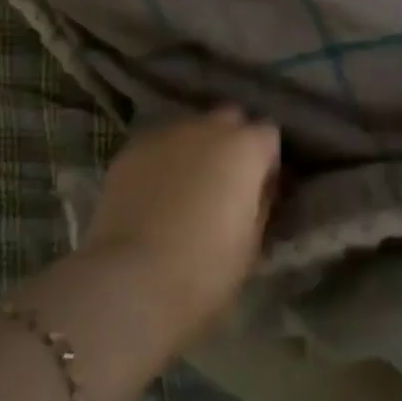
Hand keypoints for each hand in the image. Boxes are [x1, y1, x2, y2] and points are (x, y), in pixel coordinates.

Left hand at [82, 108, 281, 338]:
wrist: (132, 281)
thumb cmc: (205, 269)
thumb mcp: (252, 244)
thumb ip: (260, 203)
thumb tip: (257, 190)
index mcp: (246, 148)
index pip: (269, 135)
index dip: (266, 162)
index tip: (259, 191)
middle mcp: (209, 127)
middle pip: (230, 119)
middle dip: (231, 143)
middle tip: (223, 184)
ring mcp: (167, 133)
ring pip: (191, 130)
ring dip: (195, 149)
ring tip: (183, 188)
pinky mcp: (132, 148)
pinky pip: (158, 146)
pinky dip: (161, 162)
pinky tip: (153, 194)